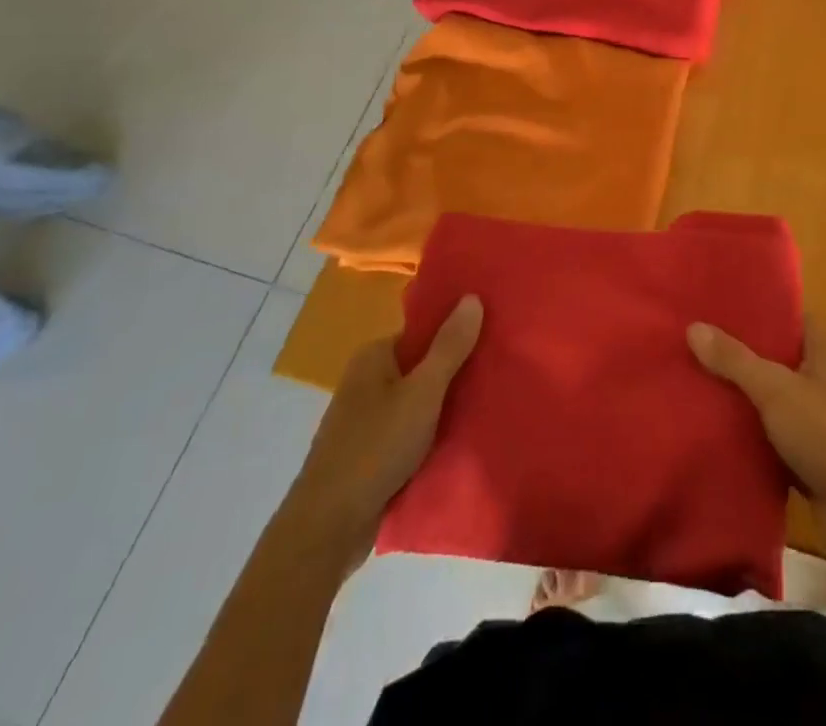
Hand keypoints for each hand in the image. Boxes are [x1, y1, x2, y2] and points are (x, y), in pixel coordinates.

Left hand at [304, 294, 483, 549]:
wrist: (328, 528)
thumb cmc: (376, 447)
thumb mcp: (423, 392)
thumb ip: (449, 347)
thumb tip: (472, 296)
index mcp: (374, 356)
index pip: (423, 331)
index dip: (456, 331)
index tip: (492, 337)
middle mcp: (366, 380)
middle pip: (421, 365)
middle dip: (455, 370)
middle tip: (498, 371)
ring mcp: (365, 419)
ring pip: (417, 401)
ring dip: (445, 405)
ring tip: (488, 403)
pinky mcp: (369, 453)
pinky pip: (409, 431)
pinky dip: (431, 433)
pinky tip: (460, 439)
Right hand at [688, 315, 825, 533]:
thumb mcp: (776, 390)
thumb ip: (735, 360)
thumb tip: (693, 325)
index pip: (791, 317)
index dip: (759, 309)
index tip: (719, 305)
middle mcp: (825, 379)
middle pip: (778, 357)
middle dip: (742, 353)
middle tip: (696, 343)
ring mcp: (820, 421)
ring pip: (774, 398)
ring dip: (743, 396)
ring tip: (695, 382)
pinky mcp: (812, 459)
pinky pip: (774, 436)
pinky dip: (751, 434)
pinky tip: (715, 429)